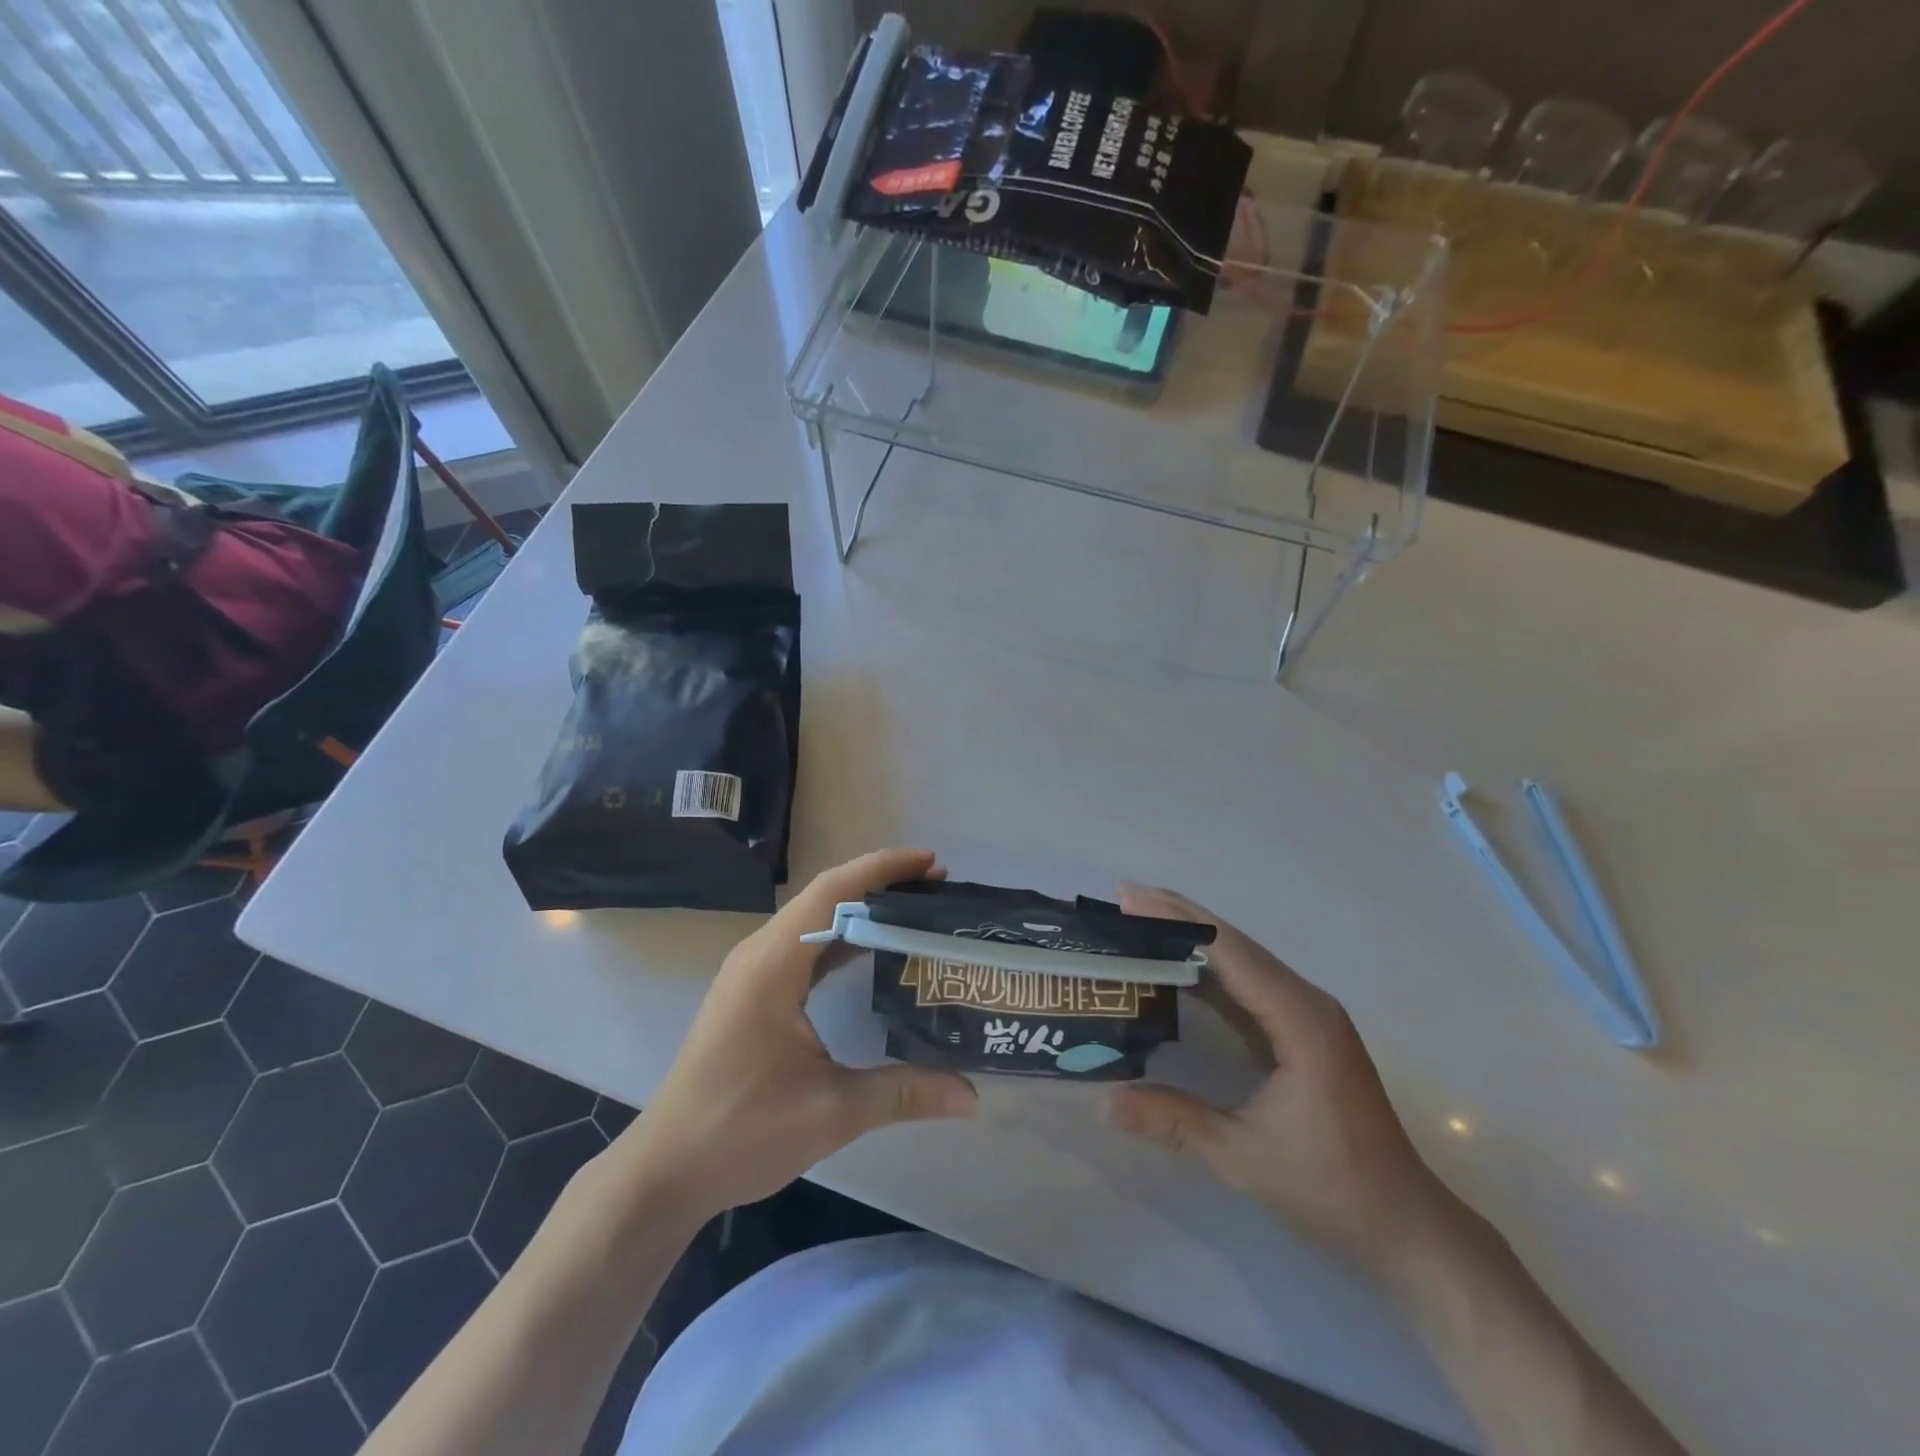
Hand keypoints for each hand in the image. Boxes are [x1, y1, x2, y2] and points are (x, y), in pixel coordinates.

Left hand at [613, 849, 977, 1224]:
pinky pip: (803, 944)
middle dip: (879, 882)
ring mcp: (752, 971)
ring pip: (812, 918)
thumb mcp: (831, 1112)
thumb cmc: (741, 1132)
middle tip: (935, 887)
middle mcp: (759, 954)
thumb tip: (972, 1096)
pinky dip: (841, 935)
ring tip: (913, 909)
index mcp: (773, 965)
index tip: (932, 864)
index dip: (883, 870)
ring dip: (859, 906)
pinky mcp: (751, 990)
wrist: (666, 1169)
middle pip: (824, 895)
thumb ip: (903, 1094)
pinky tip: (871, 950)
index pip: (833, 892)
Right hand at [1104, 885, 1461, 1280]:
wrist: (1407, 1229)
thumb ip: (1174, 1120)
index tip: (1128, 896)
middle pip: (1234, 946)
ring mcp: (1307, 1017)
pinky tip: (1175, 970)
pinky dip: (1208, 973)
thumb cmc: (1333, 1190)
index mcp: (1300, 1019)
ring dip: (1191, 941)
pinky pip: (1248, 988)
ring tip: (1138, 923)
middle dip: (1178, 918)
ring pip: (1242, 963)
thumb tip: (1104, 1104)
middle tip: (1123, 899)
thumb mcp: (1245, 1157)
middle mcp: (1306, 1004)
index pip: (1229, 953)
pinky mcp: (1301, 1034)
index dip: (1176, 920)